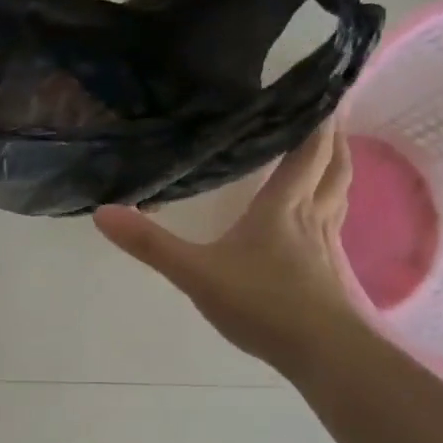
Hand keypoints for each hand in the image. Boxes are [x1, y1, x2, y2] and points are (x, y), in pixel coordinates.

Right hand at [93, 123, 362, 370]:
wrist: (323, 353)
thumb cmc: (263, 304)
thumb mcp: (197, 274)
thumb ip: (151, 245)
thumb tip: (102, 212)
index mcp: (283, 207)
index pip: (306, 151)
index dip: (316, 120)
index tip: (321, 89)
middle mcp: (313, 217)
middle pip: (333, 166)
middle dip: (332, 136)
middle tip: (328, 111)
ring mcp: (328, 246)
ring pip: (340, 194)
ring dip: (337, 168)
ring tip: (328, 155)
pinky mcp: (332, 273)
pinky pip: (336, 224)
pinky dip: (332, 206)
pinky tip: (317, 222)